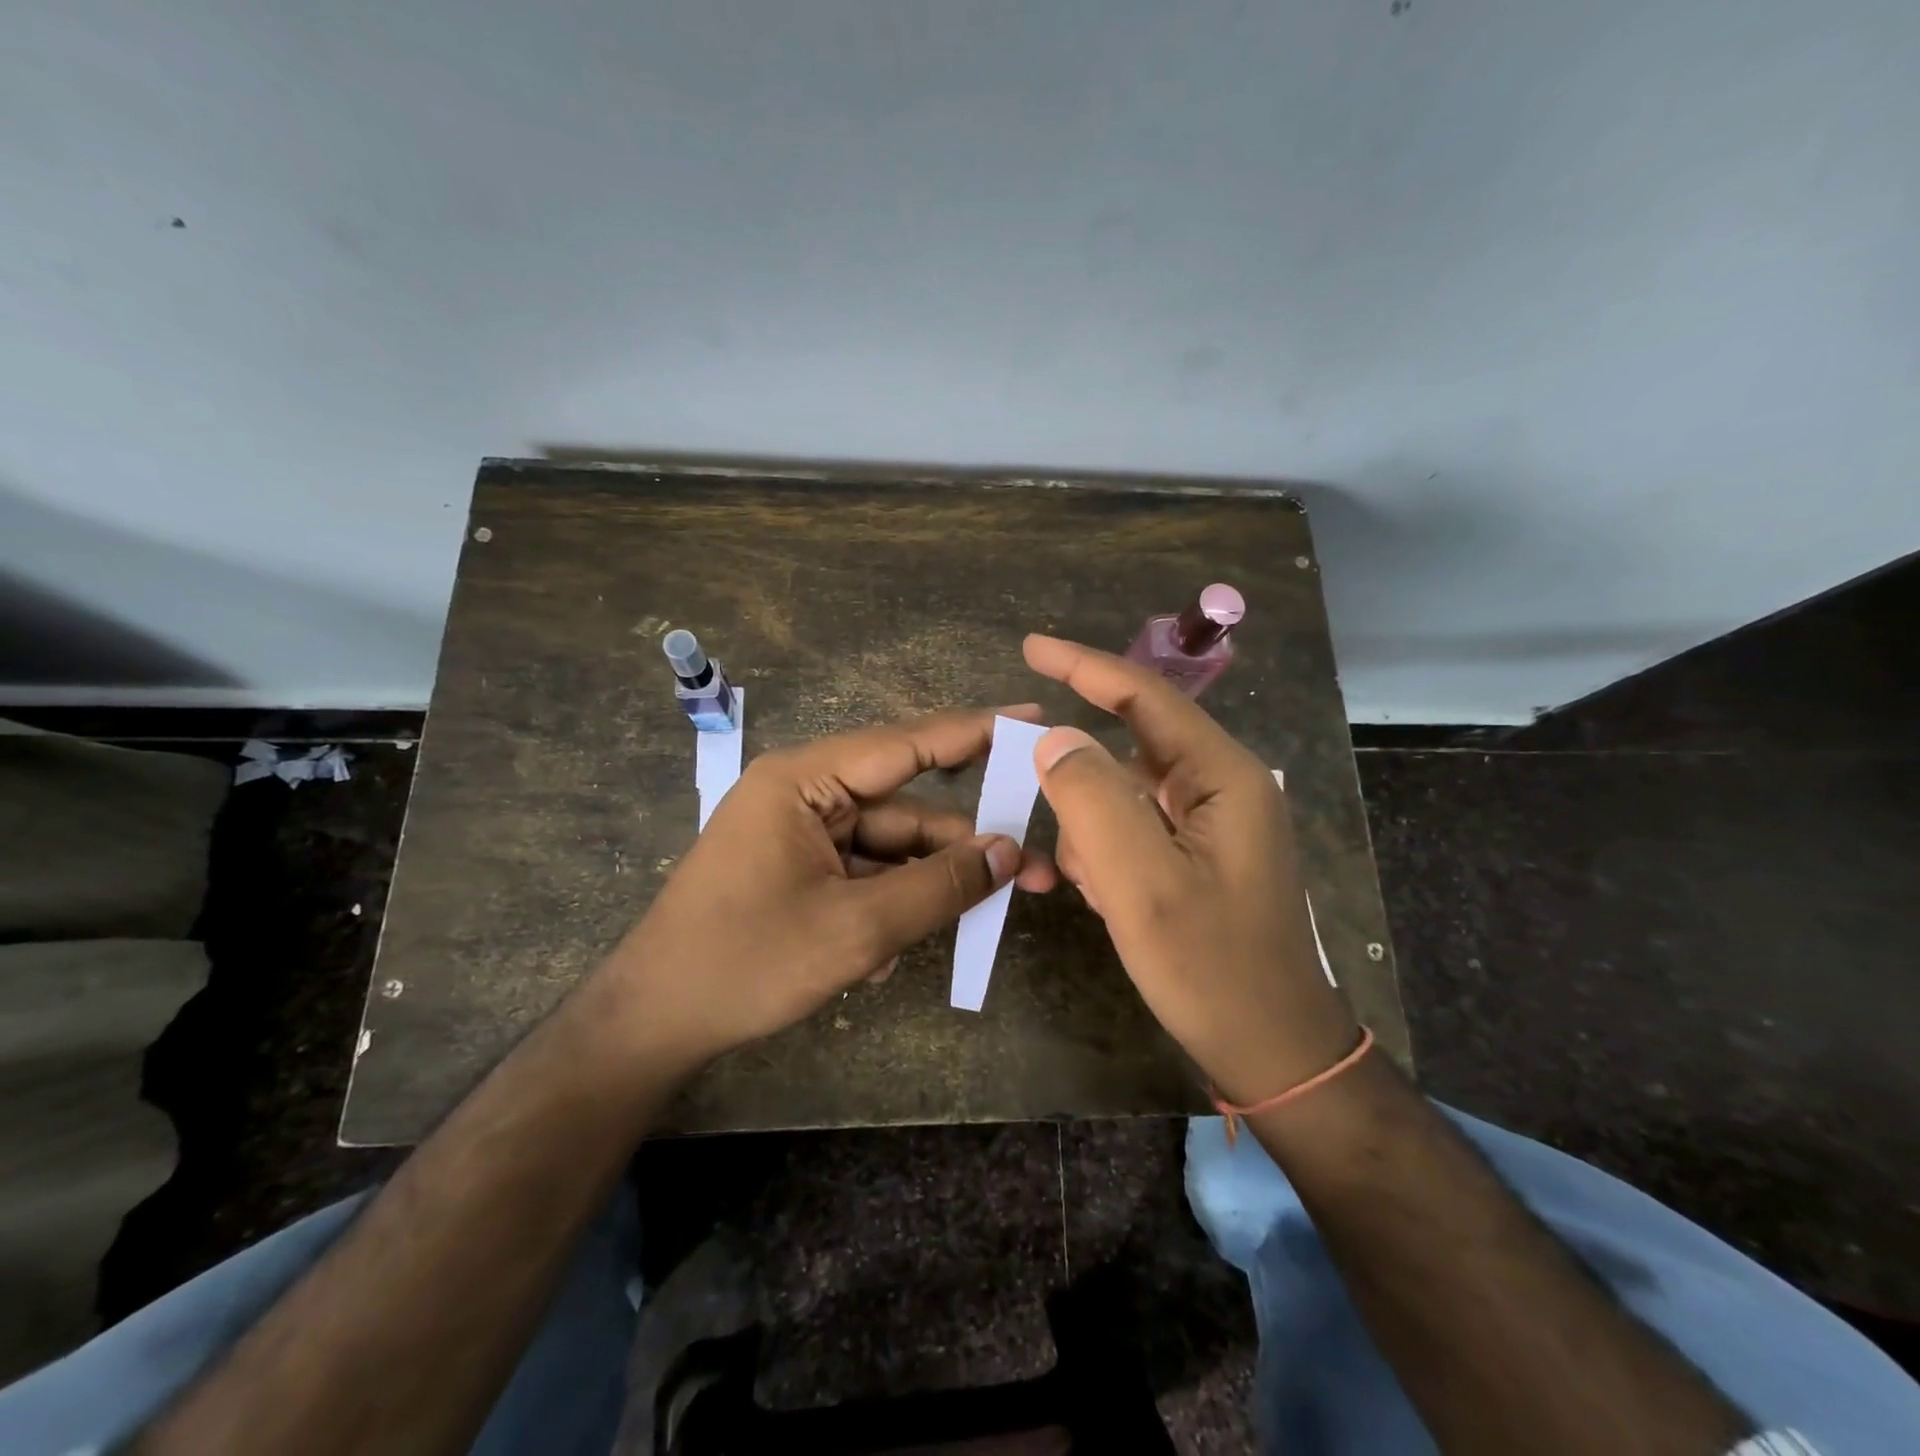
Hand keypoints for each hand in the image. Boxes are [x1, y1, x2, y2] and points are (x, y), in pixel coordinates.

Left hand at [598, 706, 1055, 1067]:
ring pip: (888, 847)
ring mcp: (799, 833)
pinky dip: (887, 905)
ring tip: (977, 922)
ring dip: (925, 886)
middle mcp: (804, 793)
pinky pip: (862, 873)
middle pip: (905, 806)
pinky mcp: (797, 868)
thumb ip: (939, 887)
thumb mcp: (856, 929)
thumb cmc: (747, 962)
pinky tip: (887, 956)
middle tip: (1034, 868)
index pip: (907, 743)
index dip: (977, 730)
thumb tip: (1009, 853)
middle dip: (964, 843)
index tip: (1034, 718)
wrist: (654, 1021)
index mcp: (805, 780)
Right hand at [1023, 635, 1356, 1104]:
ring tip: (1103, 894)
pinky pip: (1135, 829)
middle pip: (1130, 751)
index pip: (1145, 697)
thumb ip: (1092, 801)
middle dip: (1084, 794)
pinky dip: (1110, 856)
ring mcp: (1213, 822)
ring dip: (1096, 836)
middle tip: (1072, 851)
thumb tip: (1054, 739)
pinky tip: (1114, 900)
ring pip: (1124, 796)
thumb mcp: (1142, 885)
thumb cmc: (1212, 969)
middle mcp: (1222, 786)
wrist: (1273, 1051)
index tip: (1030, 647)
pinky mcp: (1200, 853)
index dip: (1084, 667)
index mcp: (1223, 777)